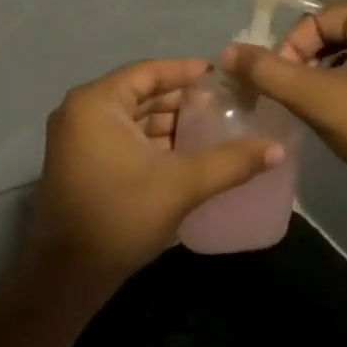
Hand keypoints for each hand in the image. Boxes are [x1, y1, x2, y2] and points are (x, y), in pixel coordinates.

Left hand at [28, 58, 284, 289]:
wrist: (69, 275)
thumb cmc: (121, 217)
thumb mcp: (181, 185)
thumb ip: (230, 162)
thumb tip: (278, 149)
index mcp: (96, 103)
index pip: (147, 73)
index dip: (184, 71)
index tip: (219, 75)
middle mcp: (79, 112)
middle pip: (138, 94)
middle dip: (179, 99)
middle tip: (221, 103)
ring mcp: (75, 139)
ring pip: (130, 118)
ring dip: (166, 122)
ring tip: (210, 127)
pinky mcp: (79, 163)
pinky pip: (120, 137)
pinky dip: (150, 141)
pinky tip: (184, 152)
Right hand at [222, 0, 346, 203]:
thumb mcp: (315, 97)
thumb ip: (267, 72)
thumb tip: (227, 52)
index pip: (315, 20)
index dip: (289, 51)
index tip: (278, 87)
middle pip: (332, 31)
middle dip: (305, 61)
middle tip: (293, 95)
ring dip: (322, 73)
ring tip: (312, 104)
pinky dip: (345, 81)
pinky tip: (339, 110)